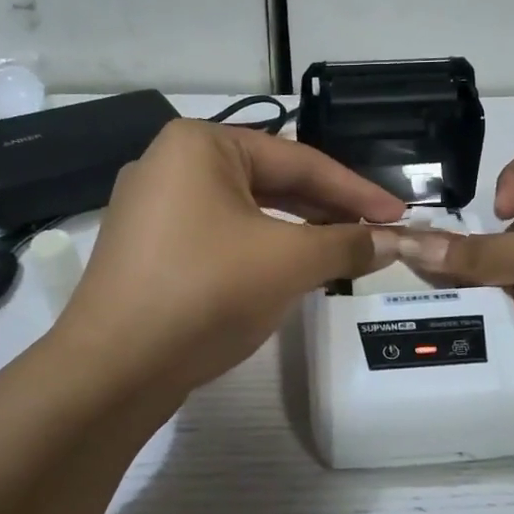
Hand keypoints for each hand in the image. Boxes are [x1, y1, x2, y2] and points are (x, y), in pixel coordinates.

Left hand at [53, 120, 406, 397]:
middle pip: (269, 181)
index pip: (298, 160)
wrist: (114, 368)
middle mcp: (169, 164)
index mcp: (199, 144)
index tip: (399, 214)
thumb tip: (393, 241)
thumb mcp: (288, 262)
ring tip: (339, 252)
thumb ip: (346, 244)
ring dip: (295, 232)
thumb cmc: (206, 292)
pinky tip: (287, 271)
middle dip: (325, 210)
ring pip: (244, 212)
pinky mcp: (148, 249)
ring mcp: (152, 208)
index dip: (355, 190)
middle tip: (374, 234)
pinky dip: (259, 250)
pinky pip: (218, 237)